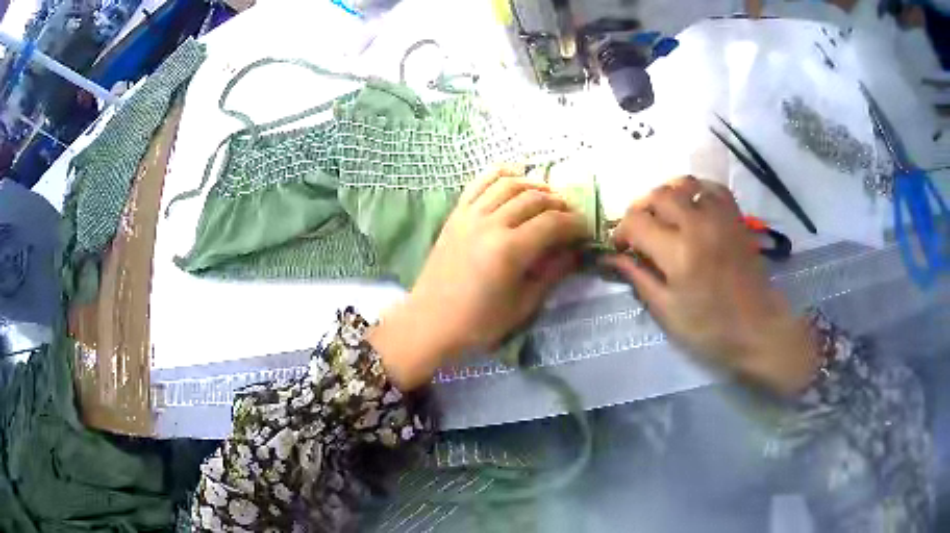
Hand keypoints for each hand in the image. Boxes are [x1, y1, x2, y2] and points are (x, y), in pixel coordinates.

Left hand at [371, 164, 588, 388]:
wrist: (431, 322)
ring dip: (535, 185)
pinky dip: (500, 173)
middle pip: (534, 198)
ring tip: (548, 198)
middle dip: (560, 204)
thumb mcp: (523, 305)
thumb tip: (574, 252)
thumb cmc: (479, 323)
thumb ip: (552, 273)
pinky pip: (479, 182)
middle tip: (571, 217)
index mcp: (509, 250)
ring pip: (509, 184)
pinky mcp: (455, 214)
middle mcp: (490, 223)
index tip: (586, 231)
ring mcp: (469, 215)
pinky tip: (515, 175)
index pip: (553, 223)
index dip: (575, 224)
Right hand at [602, 177, 818, 395]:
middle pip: (657, 195)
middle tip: (639, 232)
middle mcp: (698, 224)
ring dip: (666, 195)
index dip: (620, 232)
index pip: (636, 222)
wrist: (758, 328)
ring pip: (683, 183)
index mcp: (677, 253)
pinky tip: (692, 206)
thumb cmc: (710, 328)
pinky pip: (711, 187)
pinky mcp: (735, 217)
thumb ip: (638, 278)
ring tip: (663, 215)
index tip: (621, 248)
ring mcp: (720, 216)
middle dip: (640, 210)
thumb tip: (611, 258)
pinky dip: (696, 190)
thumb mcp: (667, 312)